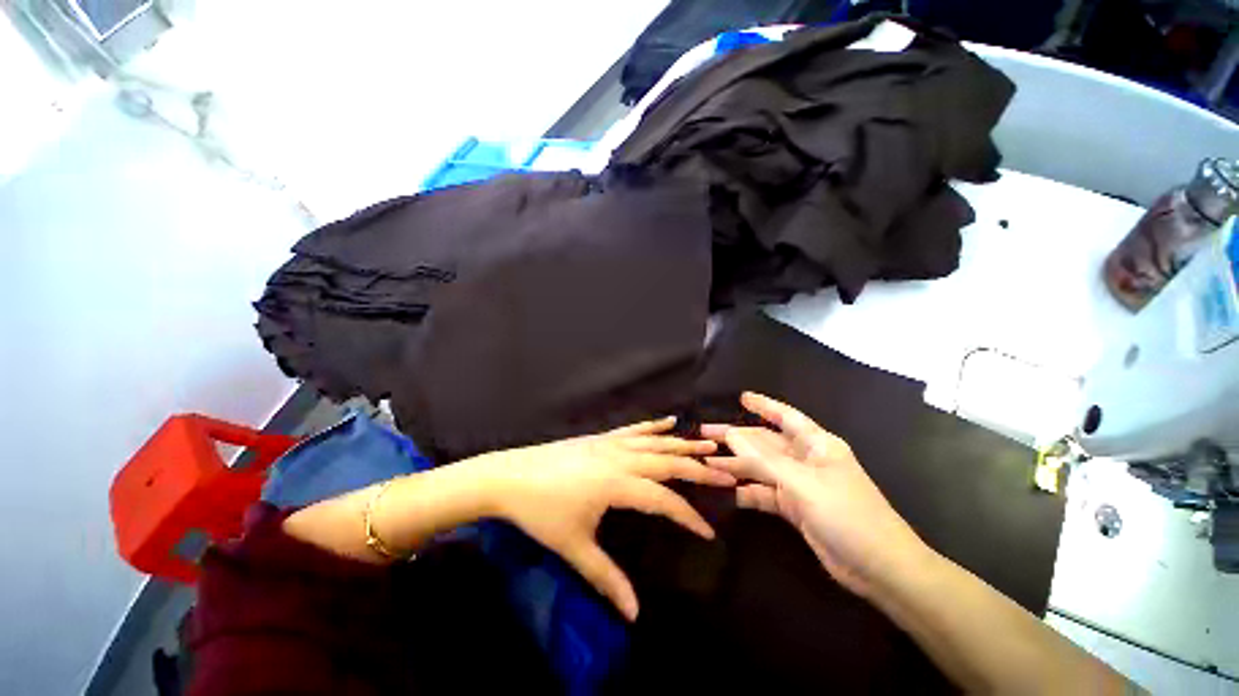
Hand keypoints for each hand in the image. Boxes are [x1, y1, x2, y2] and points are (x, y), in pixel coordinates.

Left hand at [473, 417, 734, 620]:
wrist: (509, 476)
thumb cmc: (541, 512)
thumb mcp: (573, 547)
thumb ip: (606, 577)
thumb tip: (634, 614)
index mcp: (617, 484)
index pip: (663, 500)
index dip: (687, 515)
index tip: (709, 530)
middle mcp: (620, 458)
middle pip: (668, 462)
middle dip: (699, 469)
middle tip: (727, 473)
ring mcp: (611, 443)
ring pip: (655, 441)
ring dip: (683, 443)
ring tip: (708, 444)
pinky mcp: (601, 438)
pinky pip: (634, 429)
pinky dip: (654, 425)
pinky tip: (669, 421)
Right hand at [701, 392, 926, 596]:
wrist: (879, 568)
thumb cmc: (848, 514)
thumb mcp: (804, 483)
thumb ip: (764, 459)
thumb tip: (732, 435)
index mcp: (817, 445)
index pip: (786, 416)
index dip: (764, 405)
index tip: (741, 398)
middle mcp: (806, 460)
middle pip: (765, 443)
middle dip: (737, 438)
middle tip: (705, 433)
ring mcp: (800, 485)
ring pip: (761, 469)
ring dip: (736, 467)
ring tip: (707, 464)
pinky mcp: (795, 508)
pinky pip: (764, 493)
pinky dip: (746, 492)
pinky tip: (724, 492)